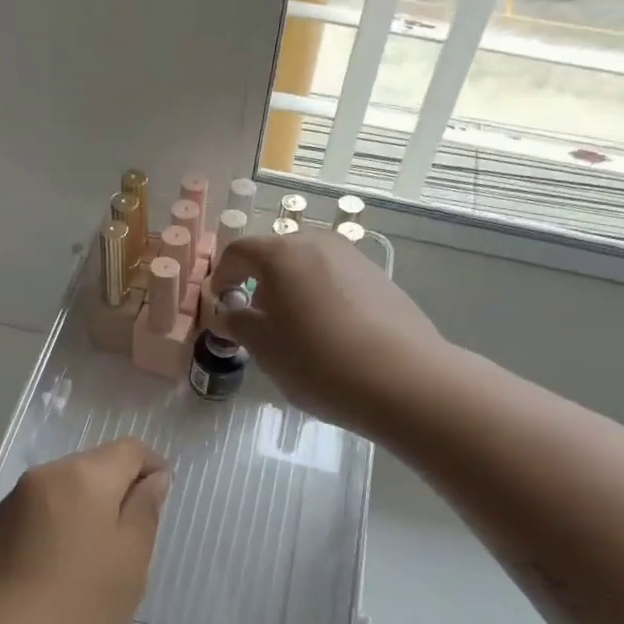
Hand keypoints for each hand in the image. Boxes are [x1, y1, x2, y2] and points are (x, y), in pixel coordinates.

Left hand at [0, 439, 169, 623]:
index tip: (160, 501)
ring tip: (88, 567)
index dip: (152, 467)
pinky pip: (31, 520)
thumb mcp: (130, 562)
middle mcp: (40, 479)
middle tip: (128, 544)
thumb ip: (145, 510)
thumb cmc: (78, 610)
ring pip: (58, 495)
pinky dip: (50, 535)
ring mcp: (5, 508)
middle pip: (90, 468)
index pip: (128, 449)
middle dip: (114, 493)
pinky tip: (50, 579)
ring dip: (80, 515)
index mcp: (81, 477)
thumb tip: (152, 478)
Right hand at [209, 230, 442, 433]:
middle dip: (259, 283)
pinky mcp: (380, 279)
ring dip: (292, 291)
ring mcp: (354, 259)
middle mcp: (318, 244)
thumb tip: (227, 313)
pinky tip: (329, 336)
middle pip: (276, 255)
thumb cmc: (317, 361)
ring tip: (294, 331)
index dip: (222, 276)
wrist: (402, 380)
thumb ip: (238, 324)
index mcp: (282, 254)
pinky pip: (336, 281)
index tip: (220, 304)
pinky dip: (321, 298)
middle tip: (256, 320)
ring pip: (309, 267)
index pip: (238, 252)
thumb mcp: (264, 348)